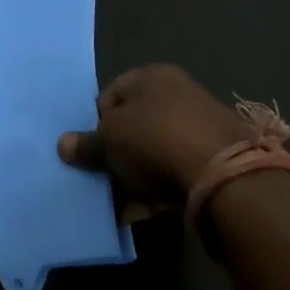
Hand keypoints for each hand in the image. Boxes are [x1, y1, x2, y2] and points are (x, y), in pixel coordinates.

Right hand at [58, 64, 247, 217]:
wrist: (226, 176)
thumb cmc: (156, 140)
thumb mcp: (110, 140)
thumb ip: (86, 144)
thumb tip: (63, 145)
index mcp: (152, 76)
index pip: (111, 95)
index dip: (96, 123)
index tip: (93, 151)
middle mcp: (178, 94)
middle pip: (133, 126)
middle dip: (117, 157)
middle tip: (105, 182)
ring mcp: (200, 127)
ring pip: (154, 153)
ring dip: (136, 179)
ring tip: (124, 207)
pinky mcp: (216, 160)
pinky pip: (176, 173)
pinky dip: (159, 190)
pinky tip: (147, 213)